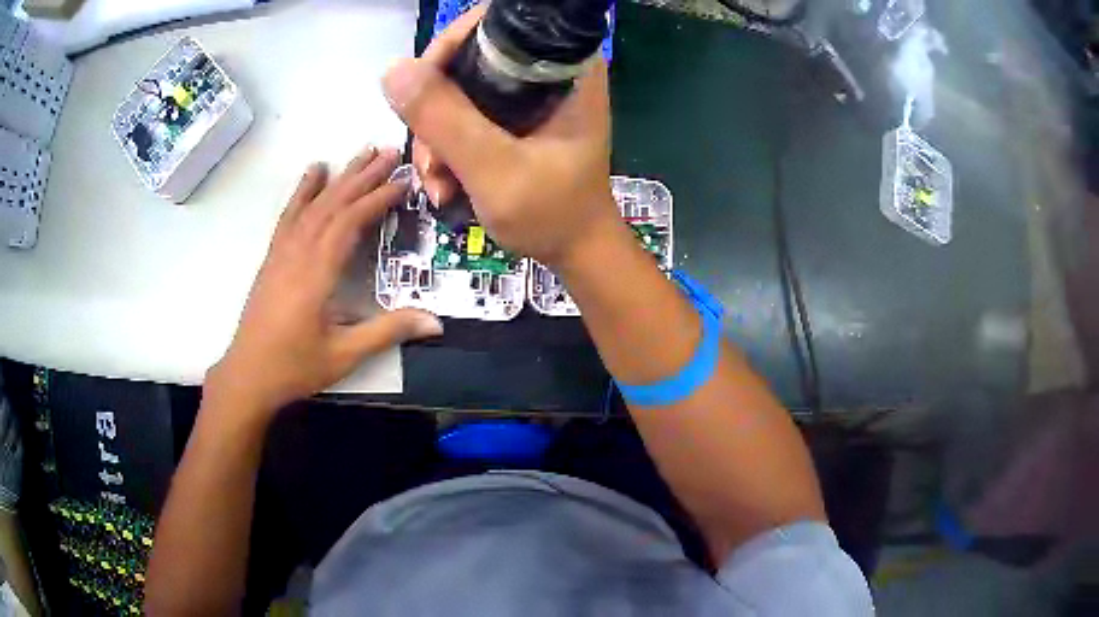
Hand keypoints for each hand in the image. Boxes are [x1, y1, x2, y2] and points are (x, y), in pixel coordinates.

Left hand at [206, 147, 442, 417]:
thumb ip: (388, 332)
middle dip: (363, 175)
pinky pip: (290, 214)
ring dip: (339, 176)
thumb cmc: (295, 366)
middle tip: (391, 151)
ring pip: (313, 204)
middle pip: (333, 203)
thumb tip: (436, 322)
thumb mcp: (345, 355)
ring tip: (362, 152)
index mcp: (317, 273)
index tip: (404, 181)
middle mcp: (298, 253)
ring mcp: (282, 252)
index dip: (378, 199)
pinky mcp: (273, 257)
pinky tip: (314, 171)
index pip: (350, 222)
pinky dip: (303, 190)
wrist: (248, 375)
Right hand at [382, 6, 621, 266]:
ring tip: (438, 184)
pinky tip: (445, 184)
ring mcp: (527, 94)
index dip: (449, 49)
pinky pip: (461, 113)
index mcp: (563, 67)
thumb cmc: (553, 214)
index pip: (493, 25)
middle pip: (466, 58)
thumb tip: (394, 71)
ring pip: (456, 89)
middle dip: (434, 106)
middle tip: (430, 157)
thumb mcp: (496, 171)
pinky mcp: (512, 116)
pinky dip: (445, 146)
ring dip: (434, 136)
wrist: (574, 250)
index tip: (422, 93)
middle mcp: (545, 70)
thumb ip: (447, 121)